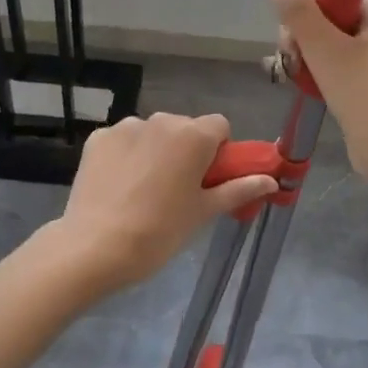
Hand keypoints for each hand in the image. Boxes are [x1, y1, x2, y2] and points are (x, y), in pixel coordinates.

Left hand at [55, 113, 277, 291]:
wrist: (96, 247)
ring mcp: (125, 127)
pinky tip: (118, 186)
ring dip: (155, 151)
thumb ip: (239, 189)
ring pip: (152, 133)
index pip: (219, 126)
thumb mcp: (204, 212)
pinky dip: (126, 156)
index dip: (218, 151)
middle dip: (186, 151)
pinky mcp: (97, 138)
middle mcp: (161, 120)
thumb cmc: (160, 232)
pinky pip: (122, 141)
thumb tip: (271, 181)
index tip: (208, 179)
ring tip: (143, 191)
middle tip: (178, 190)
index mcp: (193, 135)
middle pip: (185, 128)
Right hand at [262, 0, 367, 180]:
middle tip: (293, 62)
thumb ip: (296, 8)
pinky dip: (315, 73)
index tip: (292, 35)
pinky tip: (304, 86)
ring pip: (324, 43)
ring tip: (297, 78)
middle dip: (300, 37)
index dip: (304, 8)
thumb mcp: (323, 46)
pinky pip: (332, 65)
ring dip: (304, 57)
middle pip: (324, 16)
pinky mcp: (367, 81)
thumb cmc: (362, 91)